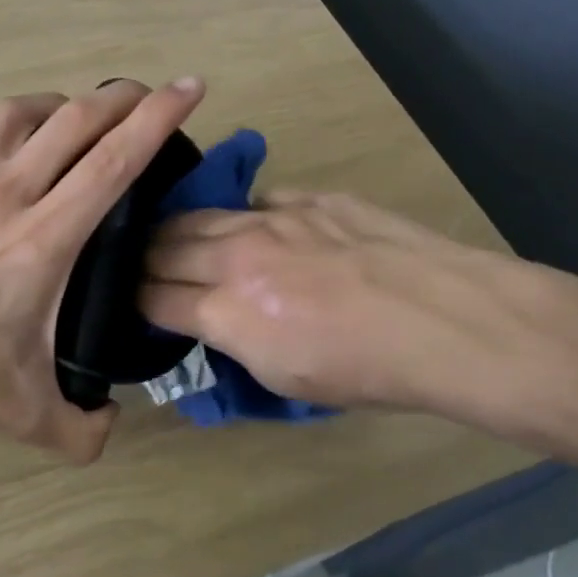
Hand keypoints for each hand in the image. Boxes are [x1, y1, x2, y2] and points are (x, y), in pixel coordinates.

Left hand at [0, 77, 206, 461]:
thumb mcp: (25, 414)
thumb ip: (81, 433)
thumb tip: (112, 422)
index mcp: (45, 238)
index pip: (113, 162)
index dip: (158, 119)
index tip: (189, 88)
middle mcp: (10, 191)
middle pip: (77, 120)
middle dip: (123, 98)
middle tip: (147, 95)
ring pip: (27, 111)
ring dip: (66, 104)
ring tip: (82, 116)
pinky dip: (14, 118)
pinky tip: (20, 132)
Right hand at [140, 191, 548, 414]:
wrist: (446, 321)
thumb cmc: (366, 370)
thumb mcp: (283, 378)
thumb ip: (234, 341)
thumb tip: (213, 320)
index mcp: (227, 311)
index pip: (153, 298)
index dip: (134, 301)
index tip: (131, 302)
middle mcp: (236, 256)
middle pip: (162, 247)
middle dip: (141, 261)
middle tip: (140, 268)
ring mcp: (273, 218)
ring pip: (199, 215)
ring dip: (177, 231)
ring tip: (173, 239)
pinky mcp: (309, 198)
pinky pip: (255, 202)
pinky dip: (239, 218)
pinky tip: (248, 228)